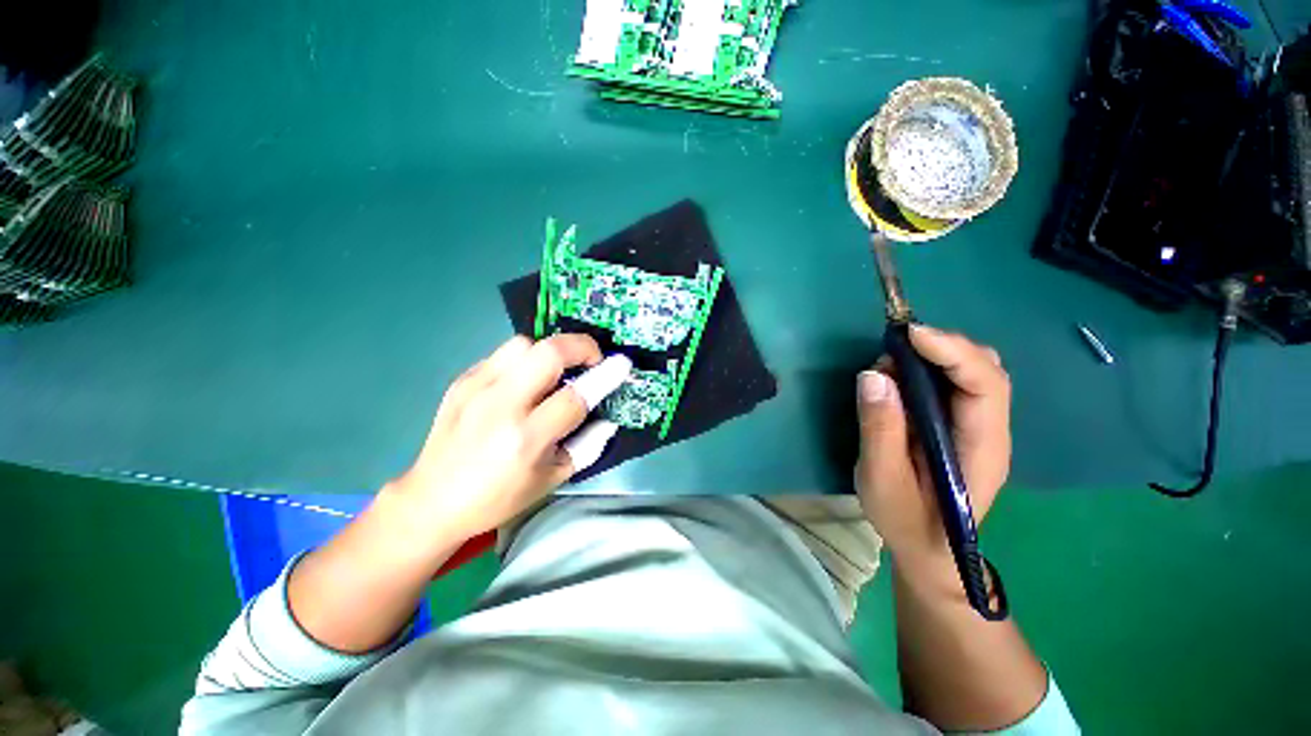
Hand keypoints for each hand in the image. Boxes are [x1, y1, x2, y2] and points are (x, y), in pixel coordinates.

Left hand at [382, 333, 630, 545]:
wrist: (431, 500)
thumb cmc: (498, 497)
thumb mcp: (552, 479)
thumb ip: (587, 445)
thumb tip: (608, 417)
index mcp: (526, 439)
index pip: (574, 397)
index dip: (604, 377)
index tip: (622, 363)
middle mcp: (500, 406)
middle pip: (548, 353)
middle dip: (580, 346)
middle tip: (591, 359)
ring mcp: (476, 388)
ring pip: (523, 344)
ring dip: (549, 352)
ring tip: (555, 372)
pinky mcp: (461, 381)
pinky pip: (502, 355)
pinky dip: (524, 361)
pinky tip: (524, 382)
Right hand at [854, 325, 1011, 572]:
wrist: (930, 552)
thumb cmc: (907, 522)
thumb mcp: (882, 479)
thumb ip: (880, 428)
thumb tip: (874, 375)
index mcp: (981, 448)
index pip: (985, 385)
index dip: (952, 351)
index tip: (909, 334)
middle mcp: (989, 431)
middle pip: (985, 370)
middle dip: (942, 347)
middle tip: (893, 348)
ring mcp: (977, 428)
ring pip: (971, 372)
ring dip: (932, 356)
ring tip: (889, 364)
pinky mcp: (959, 426)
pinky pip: (952, 384)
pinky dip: (925, 370)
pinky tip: (897, 379)